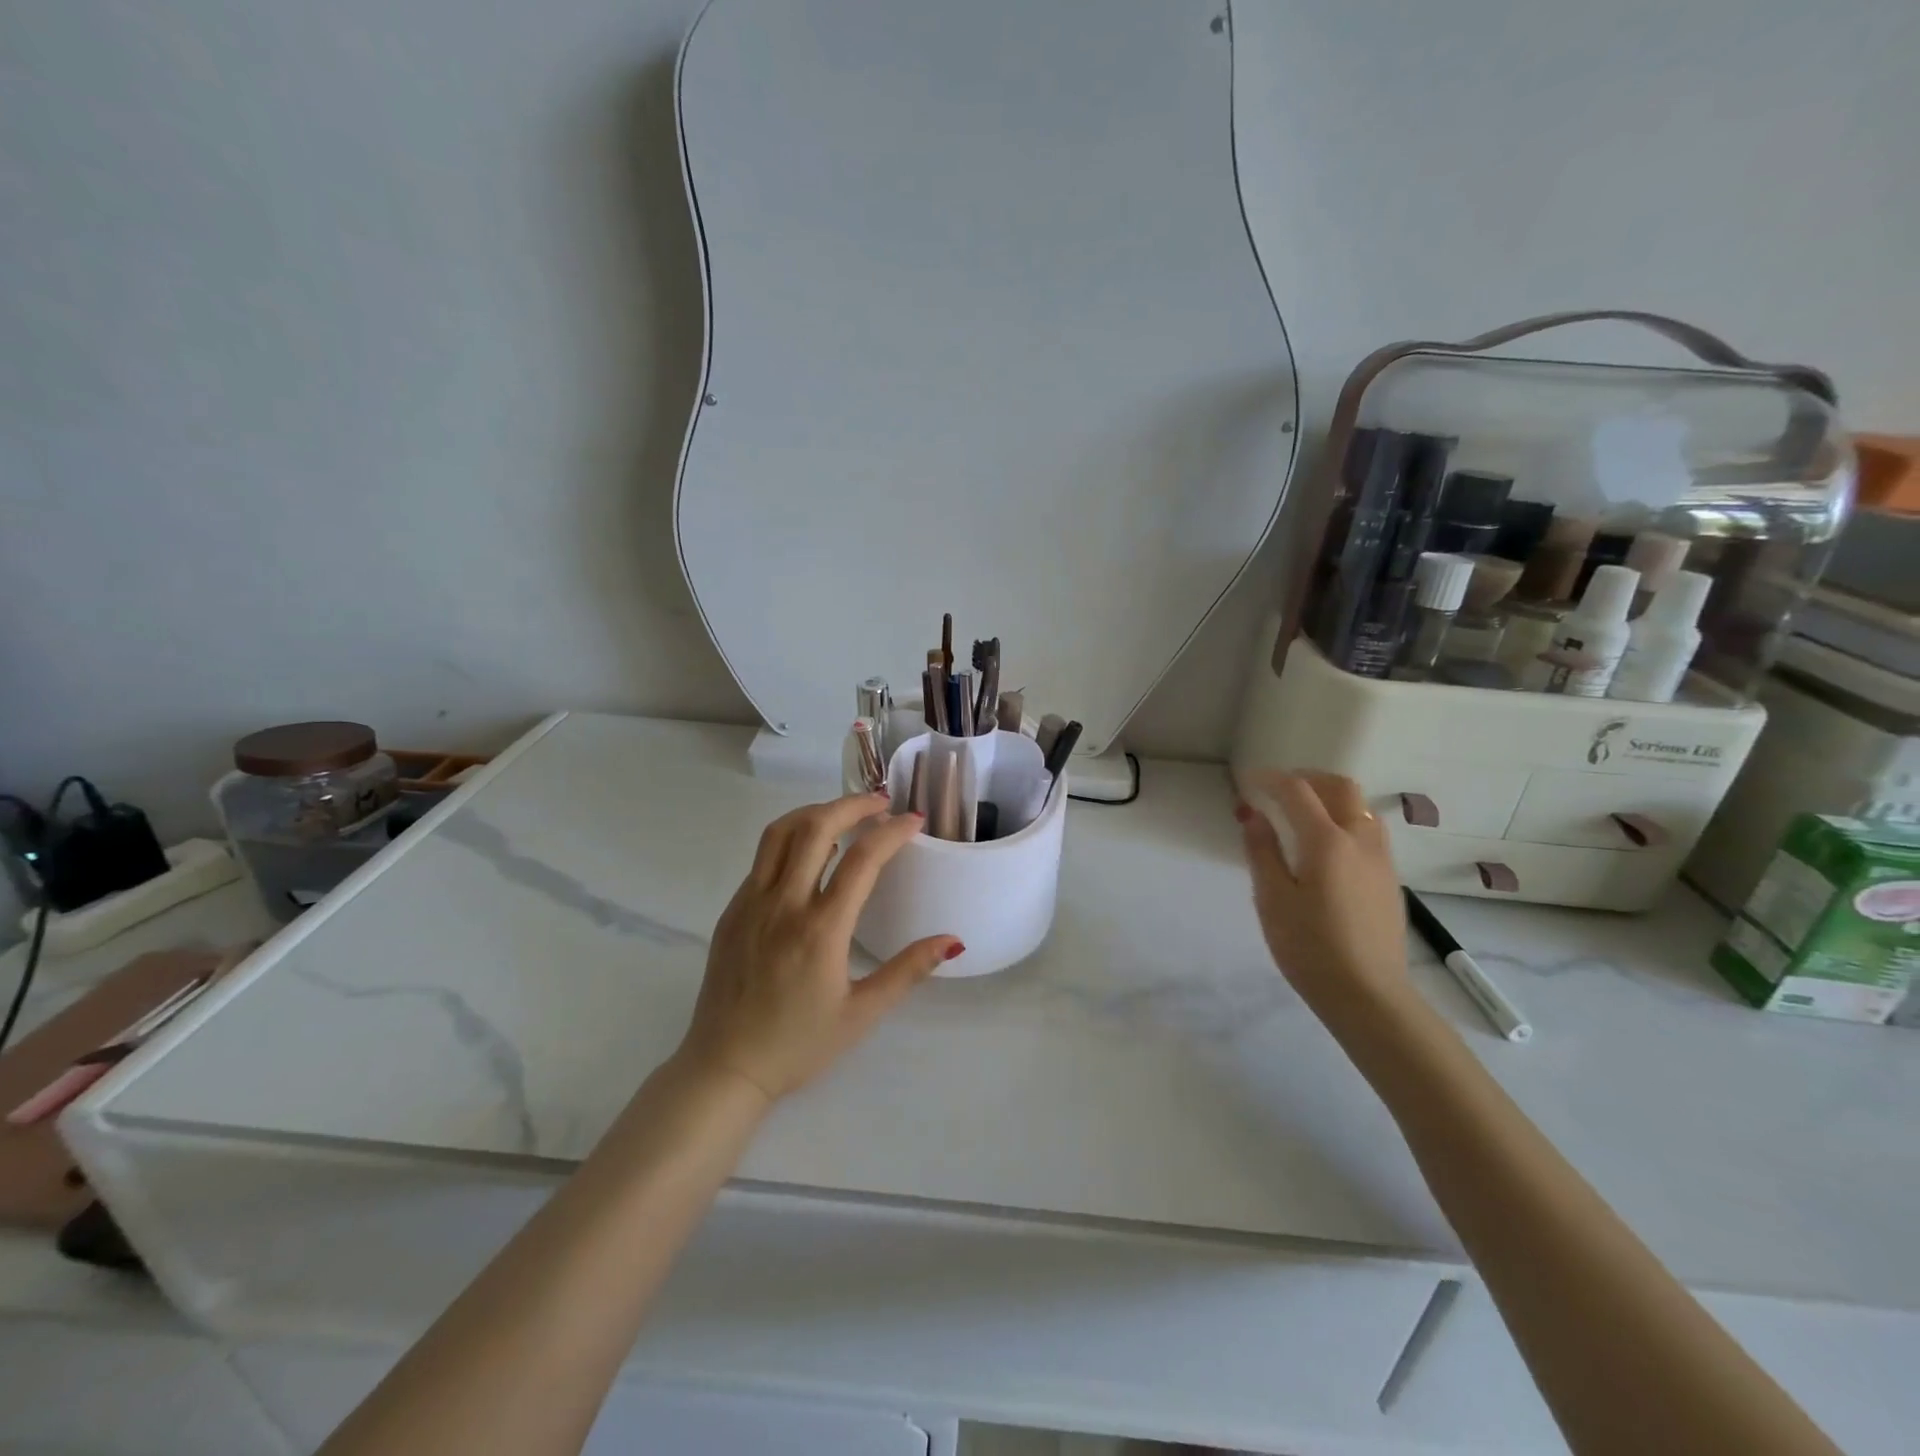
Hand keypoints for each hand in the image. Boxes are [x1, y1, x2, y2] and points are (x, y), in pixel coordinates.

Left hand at [677, 793, 961, 1101]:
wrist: (724, 1068)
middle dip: (852, 804)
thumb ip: (908, 971)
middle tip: (880, 802)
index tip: (913, 820)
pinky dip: (791, 839)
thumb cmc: (798, 1045)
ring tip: (844, 814)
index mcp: (820, 930)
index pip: (861, 859)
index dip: (892, 832)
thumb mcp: (862, 1013)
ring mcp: (751, 903)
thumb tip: (953, 941)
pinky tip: (810, 854)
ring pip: (780, 832)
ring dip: (815, 812)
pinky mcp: (732, 910)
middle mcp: (783, 904)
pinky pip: (763, 859)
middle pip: (815, 827)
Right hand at [1234, 771, 1409, 1015]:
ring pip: (1360, 806)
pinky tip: (1325, 846)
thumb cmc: (1309, 946)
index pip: (1297, 791)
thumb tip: (1254, 815)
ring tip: (1301, 814)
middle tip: (1278, 790)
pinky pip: (1368, 830)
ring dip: (1330, 797)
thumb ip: (1262, 851)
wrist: (1368, 994)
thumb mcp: (1272, 898)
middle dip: (1307, 778)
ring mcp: (1380, 859)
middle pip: (1340, 787)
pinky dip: (1344, 819)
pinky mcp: (1389, 878)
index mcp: (1327, 841)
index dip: (1270, 779)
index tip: (1248, 781)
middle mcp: (1360, 839)